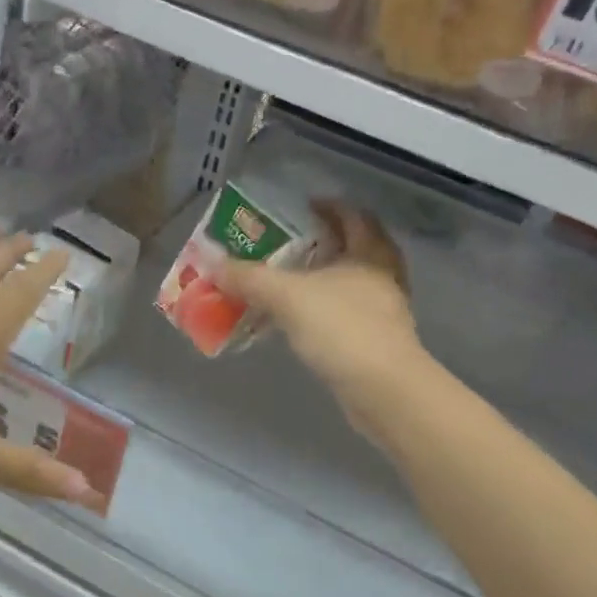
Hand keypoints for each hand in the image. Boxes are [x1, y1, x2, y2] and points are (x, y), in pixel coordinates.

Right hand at [212, 200, 428, 438]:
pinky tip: (297, 322)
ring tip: (285, 282)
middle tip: (286, 246)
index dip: (327, 206)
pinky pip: (345, 315)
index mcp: (370, 251)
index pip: (353, 214)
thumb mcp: (287, 296)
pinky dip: (322, 312)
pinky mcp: (377, 342)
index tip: (299, 208)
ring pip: (349, 283)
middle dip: (321, 244)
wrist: (383, 390)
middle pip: (354, 248)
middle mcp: (383, 275)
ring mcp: (384, 310)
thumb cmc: (342, 328)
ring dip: (320, 280)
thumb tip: (212, 263)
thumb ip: (249, 277)